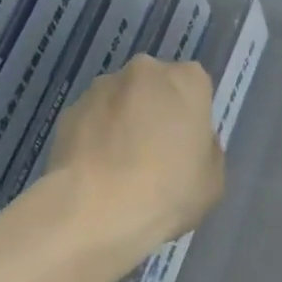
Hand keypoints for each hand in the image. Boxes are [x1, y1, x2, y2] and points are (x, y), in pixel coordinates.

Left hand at [46, 55, 222, 255]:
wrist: (94, 210)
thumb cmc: (167, 192)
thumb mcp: (212, 180)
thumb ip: (205, 150)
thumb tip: (187, 143)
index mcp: (187, 80)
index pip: (195, 86)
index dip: (190, 116)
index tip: (186, 145)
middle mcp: (144, 71)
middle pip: (155, 87)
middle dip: (154, 111)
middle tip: (154, 153)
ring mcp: (102, 87)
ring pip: (120, 100)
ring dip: (122, 122)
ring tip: (118, 167)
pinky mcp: (69, 110)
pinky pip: (91, 120)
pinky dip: (94, 137)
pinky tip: (95, 172)